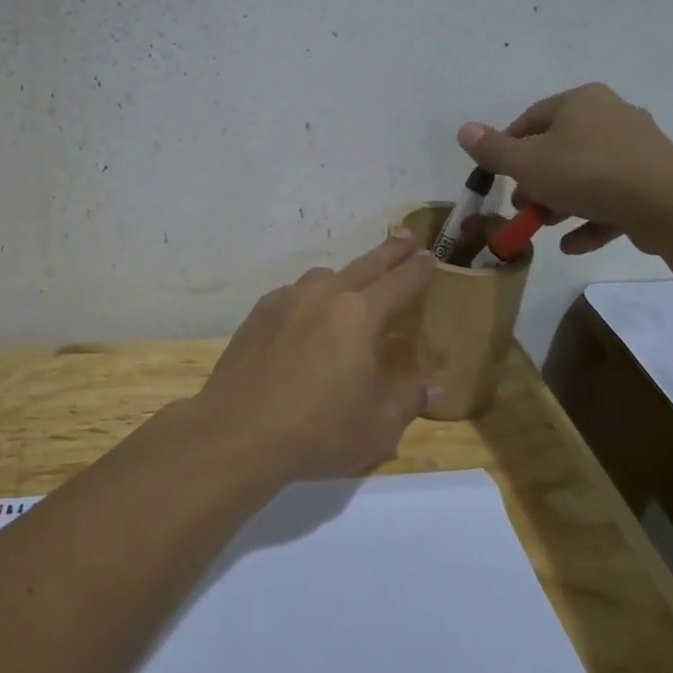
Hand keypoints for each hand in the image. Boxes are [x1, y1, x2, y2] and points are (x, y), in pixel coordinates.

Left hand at [191, 232, 437, 481]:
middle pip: (363, 266)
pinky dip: (308, 297)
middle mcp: (322, 296)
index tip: (429, 258)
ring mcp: (284, 302)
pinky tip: (306, 316)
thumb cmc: (318, 431)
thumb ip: (408, 399)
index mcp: (359, 315)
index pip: (399, 283)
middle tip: (405, 238)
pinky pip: (291, 295)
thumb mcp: (377, 426)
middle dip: (388, 252)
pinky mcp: (256, 316)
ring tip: (353, 285)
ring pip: (322, 277)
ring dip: (344, 275)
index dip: (418, 270)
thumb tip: (434, 385)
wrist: (238, 433)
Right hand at [457, 84, 672, 255]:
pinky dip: (591, 218)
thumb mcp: (527, 163)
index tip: (497, 178)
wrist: (669, 204)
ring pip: (586, 175)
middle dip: (535, 181)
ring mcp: (638, 149)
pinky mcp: (655, 180)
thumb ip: (493, 150)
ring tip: (545, 228)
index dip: (507, 149)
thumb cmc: (586, 173)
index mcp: (580, 102)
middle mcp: (611, 116)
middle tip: (522, 207)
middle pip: (558, 148)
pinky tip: (573, 244)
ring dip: (560, 203)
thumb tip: (464, 129)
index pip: (530, 119)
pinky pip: (613, 197)